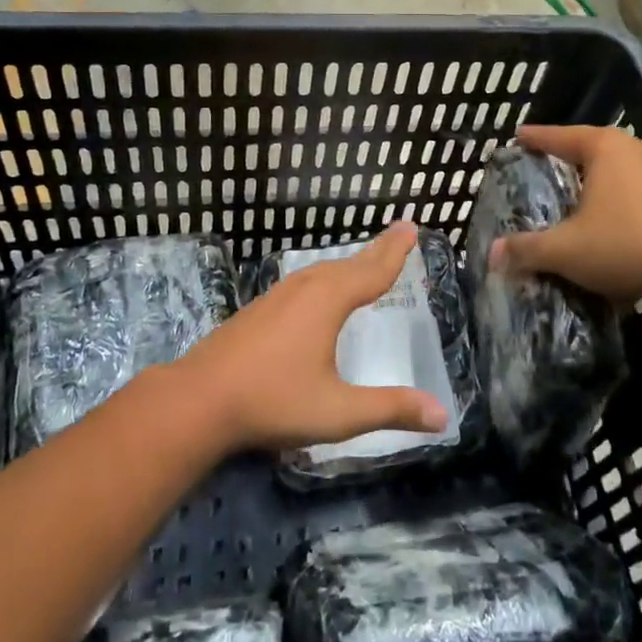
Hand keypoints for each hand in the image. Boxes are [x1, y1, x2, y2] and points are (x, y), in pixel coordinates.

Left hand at [175, 222, 449, 453]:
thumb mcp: (338, 412)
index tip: (411, 227)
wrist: (198, 399)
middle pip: (349, 264)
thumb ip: (390, 409)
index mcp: (328, 301)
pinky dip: (326, 277)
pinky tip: (319, 291)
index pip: (372, 271)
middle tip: (399, 232)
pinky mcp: (258, 308)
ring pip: (322, 270)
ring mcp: (277, 295)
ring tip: (366, 261)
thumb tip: (443, 414)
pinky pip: (304, 281)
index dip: (395, 251)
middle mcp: (305, 288)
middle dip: (376, 250)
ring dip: (349, 264)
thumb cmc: (273, 401)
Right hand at [489, 125, 641, 302]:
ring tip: (589, 195)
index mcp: (606, 149)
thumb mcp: (566, 250)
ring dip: (607, 180)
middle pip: (597, 148)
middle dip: (574, 157)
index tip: (519, 135)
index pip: (561, 136)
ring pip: (627, 169)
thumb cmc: (626, 244)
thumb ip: (528, 249)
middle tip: (553, 167)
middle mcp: (639, 150)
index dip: (537, 138)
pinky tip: (623, 223)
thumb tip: (493, 254)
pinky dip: (630, 201)